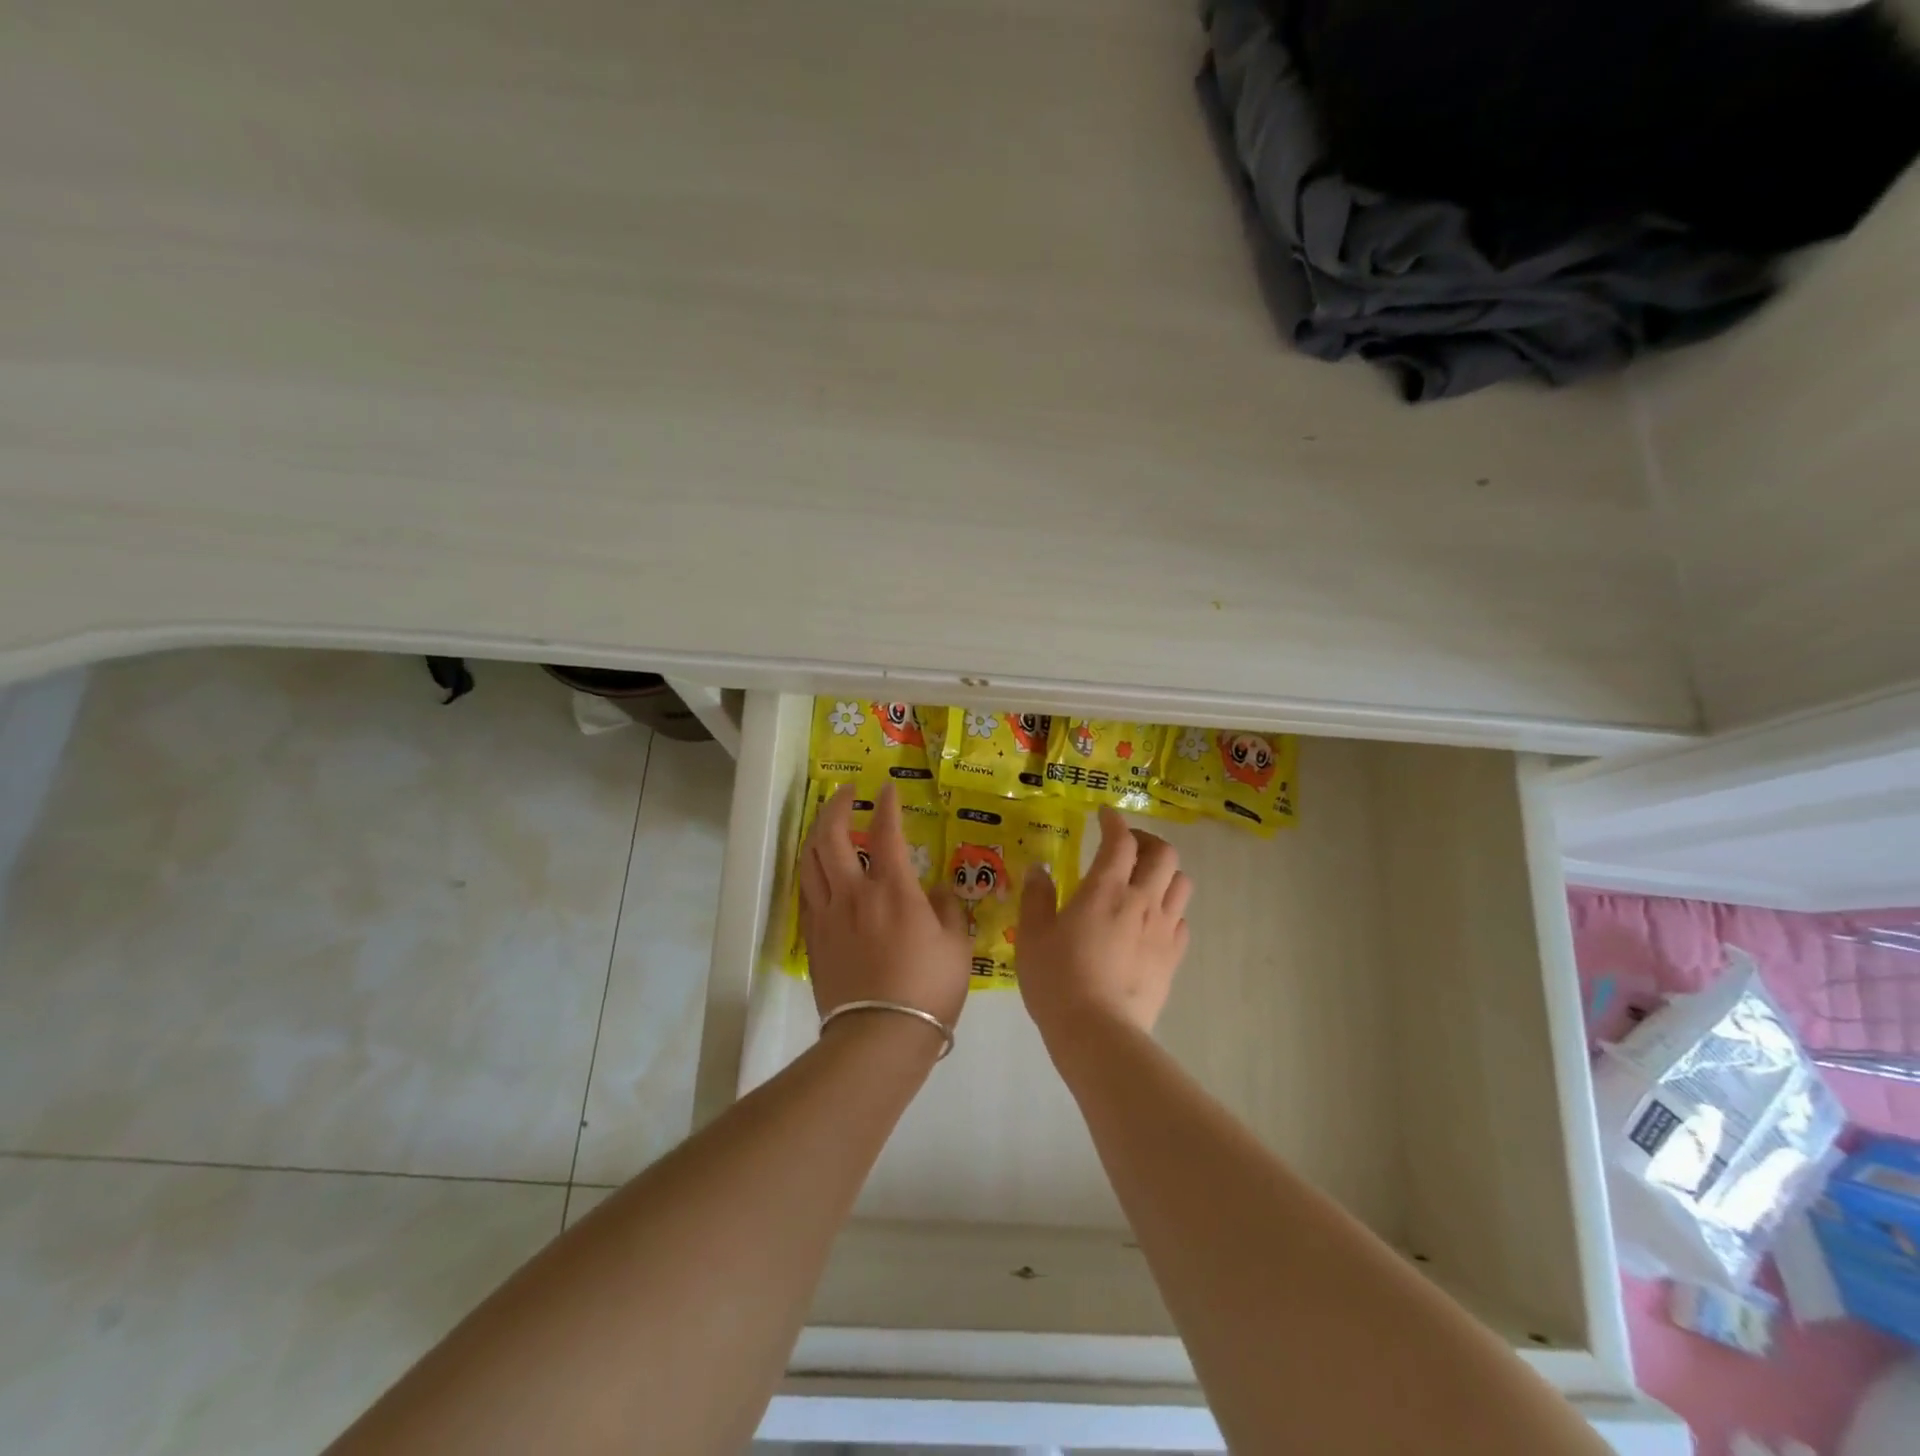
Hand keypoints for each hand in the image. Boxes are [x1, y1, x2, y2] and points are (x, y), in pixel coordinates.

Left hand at [799, 783, 972, 1039]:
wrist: (879, 1036)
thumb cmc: (927, 989)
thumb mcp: (956, 946)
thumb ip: (948, 910)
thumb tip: (937, 890)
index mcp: (892, 889)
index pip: (887, 831)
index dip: (887, 804)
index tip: (887, 788)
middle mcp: (853, 892)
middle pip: (831, 836)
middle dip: (837, 806)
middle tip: (846, 792)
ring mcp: (827, 915)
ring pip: (810, 860)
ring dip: (817, 833)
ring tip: (827, 823)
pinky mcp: (813, 938)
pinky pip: (806, 892)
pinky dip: (811, 870)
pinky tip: (819, 870)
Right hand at [1016, 807, 1191, 1049]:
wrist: (1098, 1033)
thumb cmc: (1058, 980)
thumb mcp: (1033, 935)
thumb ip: (1037, 897)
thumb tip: (1039, 870)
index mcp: (1105, 889)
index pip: (1120, 840)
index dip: (1114, 822)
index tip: (1105, 816)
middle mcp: (1141, 900)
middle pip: (1164, 854)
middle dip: (1147, 841)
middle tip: (1127, 847)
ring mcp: (1163, 929)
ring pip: (1181, 883)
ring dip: (1165, 873)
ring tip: (1145, 880)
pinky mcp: (1173, 958)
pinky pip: (1182, 921)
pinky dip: (1170, 910)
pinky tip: (1152, 921)